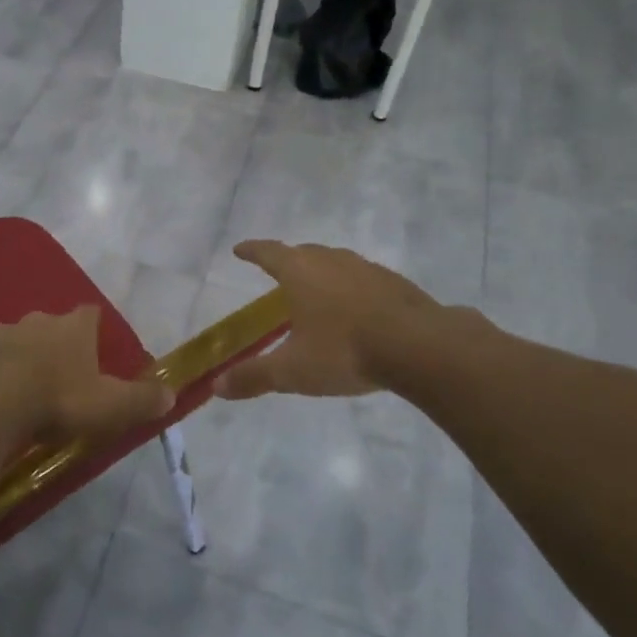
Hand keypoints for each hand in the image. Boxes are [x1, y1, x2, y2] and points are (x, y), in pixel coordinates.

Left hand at [0, 306, 173, 448]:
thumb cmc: (57, 400)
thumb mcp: (109, 406)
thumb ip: (141, 400)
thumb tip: (171, 395)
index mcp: (72, 328)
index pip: (89, 314)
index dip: (94, 328)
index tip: (96, 347)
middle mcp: (35, 321)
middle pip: (49, 325)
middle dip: (55, 344)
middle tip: (59, 376)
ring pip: (14, 340)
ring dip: (19, 358)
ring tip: (22, 390)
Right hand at [214, 240, 442, 399]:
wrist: (419, 346)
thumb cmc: (344, 351)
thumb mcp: (293, 371)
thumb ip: (254, 376)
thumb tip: (217, 386)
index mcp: (300, 272)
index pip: (269, 253)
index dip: (252, 251)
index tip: (239, 250)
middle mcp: (331, 261)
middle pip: (303, 252)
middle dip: (287, 259)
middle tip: (278, 272)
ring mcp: (366, 269)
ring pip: (335, 262)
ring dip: (321, 271)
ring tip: (317, 289)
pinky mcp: (394, 283)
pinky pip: (362, 278)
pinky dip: (350, 287)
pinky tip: (356, 308)